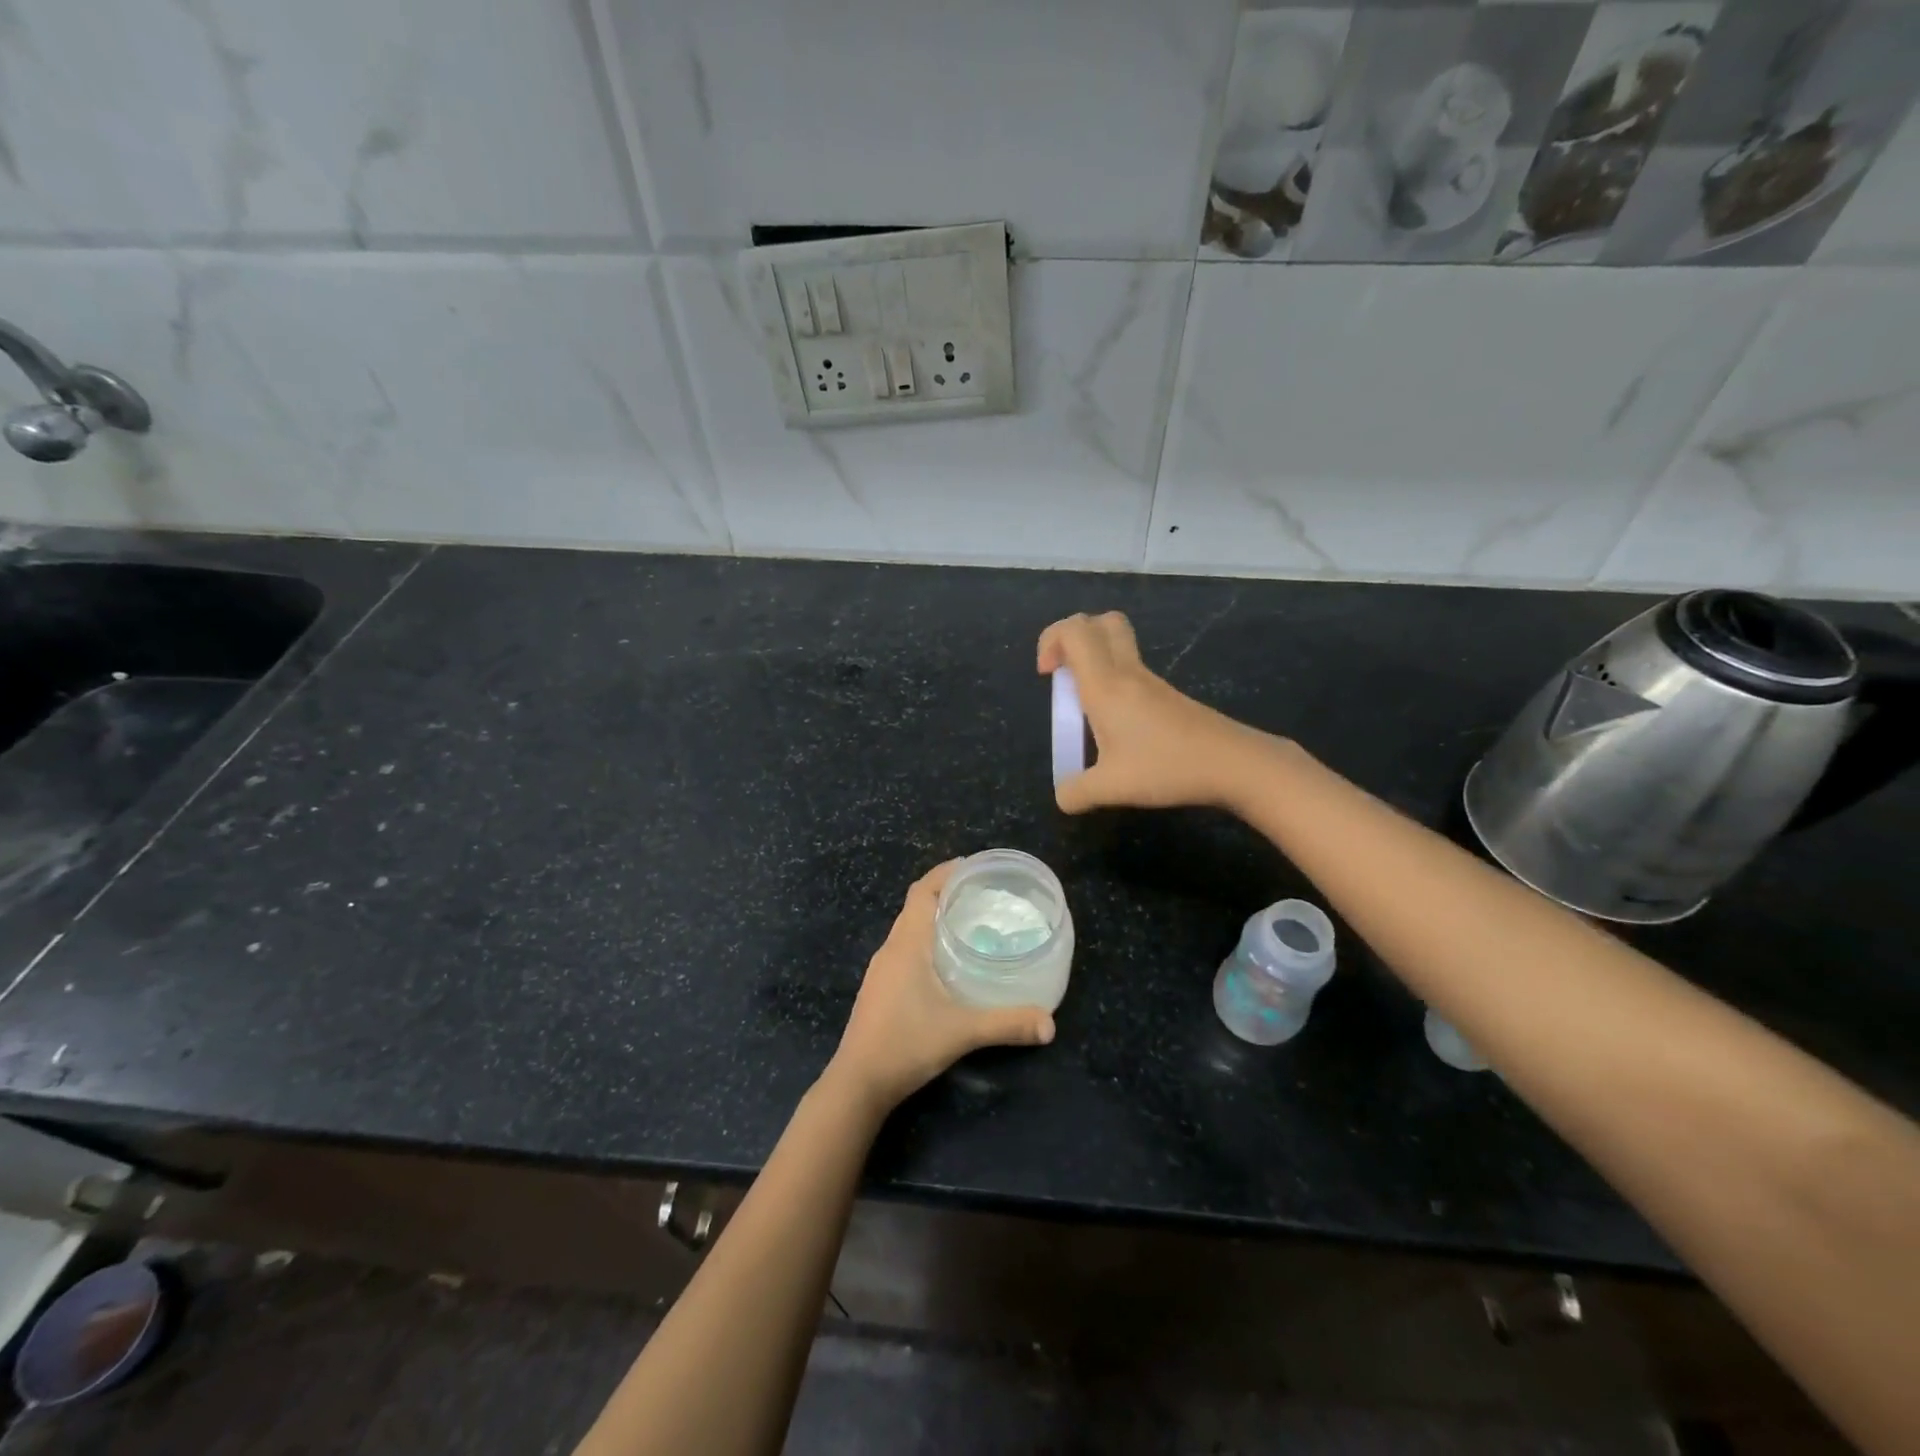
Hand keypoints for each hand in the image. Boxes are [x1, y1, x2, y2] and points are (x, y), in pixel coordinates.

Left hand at [826, 862, 1054, 1114]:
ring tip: (970, 922)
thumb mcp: (961, 1032)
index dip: (944, 873)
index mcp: (906, 945)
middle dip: (945, 893)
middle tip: (982, 894)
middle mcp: (891, 949)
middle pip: (915, 906)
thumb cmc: (905, 1044)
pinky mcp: (879, 989)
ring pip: (909, 929)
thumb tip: (1050, 1024)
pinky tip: (947, 962)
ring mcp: (881, 970)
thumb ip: (1007, 1024)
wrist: (858, 1083)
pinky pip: (904, 949)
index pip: (921, 892)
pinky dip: (926, 941)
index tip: (972, 866)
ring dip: (934, 917)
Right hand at [1037, 611, 1264, 813]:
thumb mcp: (1111, 788)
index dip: (1051, 639)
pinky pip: (1132, 670)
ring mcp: (1151, 681)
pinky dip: (1114, 681)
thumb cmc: (1166, 766)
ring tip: (1086, 707)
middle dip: (1073, 638)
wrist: (1232, 763)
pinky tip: (1117, 723)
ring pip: (1118, 644)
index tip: (1047, 675)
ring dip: (1094, 661)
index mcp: (1105, 685)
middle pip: (1100, 622)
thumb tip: (1063, 796)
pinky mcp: (1167, 695)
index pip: (1074, 630)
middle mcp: (1127, 673)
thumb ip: (1077, 792)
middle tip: (1064, 674)